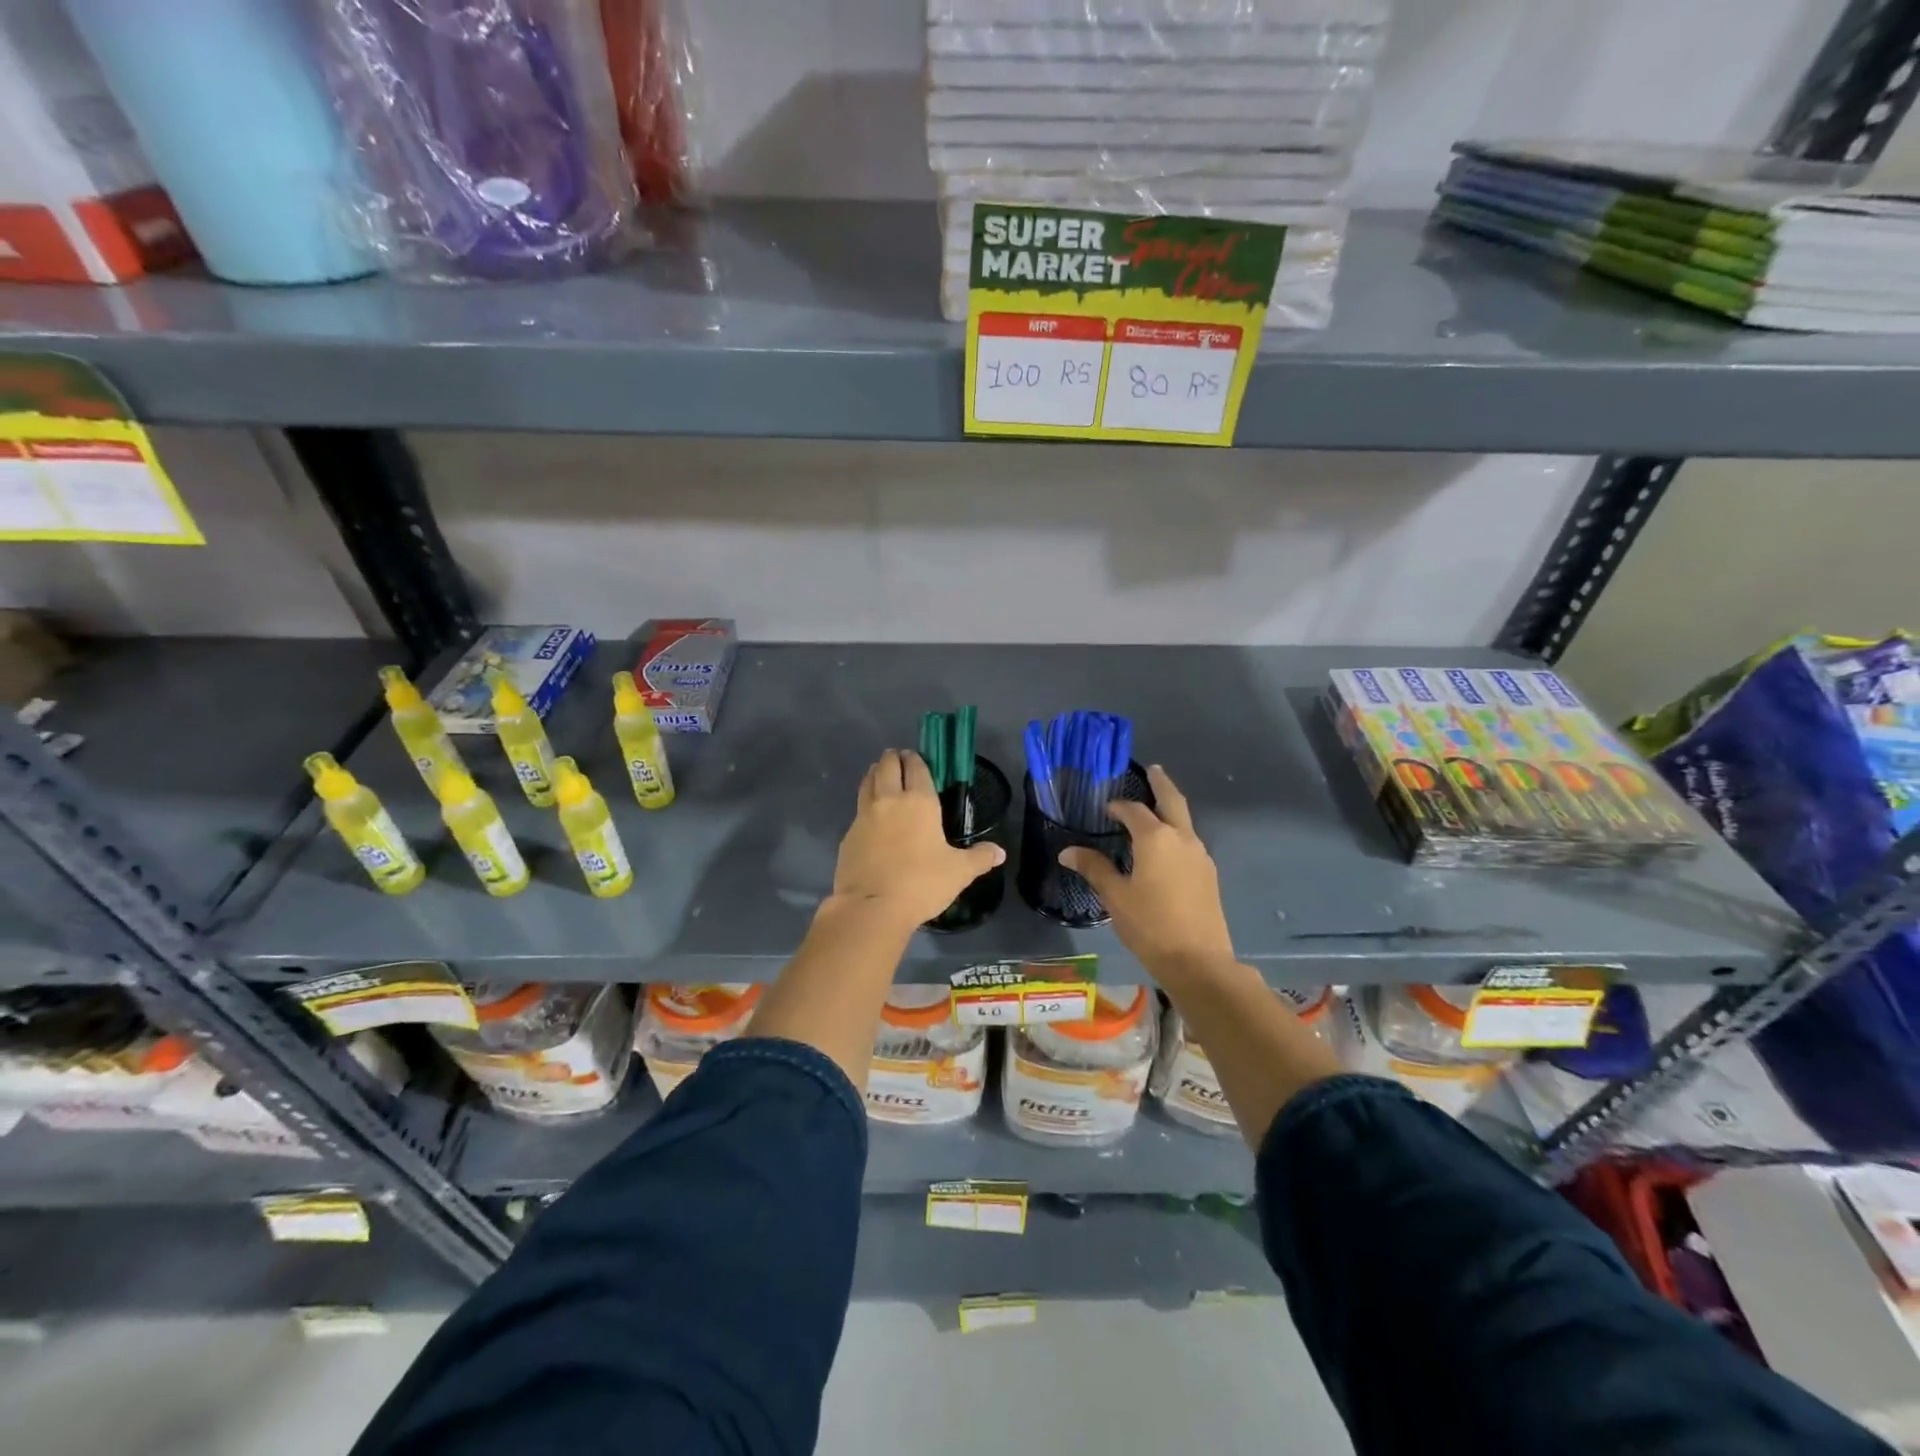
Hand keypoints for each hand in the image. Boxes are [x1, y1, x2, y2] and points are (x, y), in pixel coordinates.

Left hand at [831, 749, 1005, 928]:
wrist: (871, 908)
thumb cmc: (921, 884)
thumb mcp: (959, 872)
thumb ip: (980, 858)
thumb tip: (1000, 852)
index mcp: (919, 801)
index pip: (916, 767)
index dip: (916, 759)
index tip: (917, 757)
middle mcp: (889, 801)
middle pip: (887, 766)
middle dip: (894, 759)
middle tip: (900, 760)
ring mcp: (864, 816)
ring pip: (868, 782)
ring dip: (876, 774)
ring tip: (882, 775)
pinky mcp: (848, 835)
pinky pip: (858, 810)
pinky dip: (865, 804)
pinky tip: (871, 817)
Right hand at [1060, 764, 1234, 975]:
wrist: (1199, 960)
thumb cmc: (1150, 925)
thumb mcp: (1115, 896)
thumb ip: (1094, 868)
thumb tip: (1067, 851)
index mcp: (1155, 838)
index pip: (1133, 811)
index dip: (1118, 806)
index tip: (1105, 809)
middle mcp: (1182, 838)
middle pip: (1172, 800)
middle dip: (1161, 783)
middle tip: (1152, 770)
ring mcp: (1200, 855)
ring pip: (1184, 821)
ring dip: (1170, 810)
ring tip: (1154, 810)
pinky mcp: (1208, 873)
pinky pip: (1189, 841)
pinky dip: (1176, 832)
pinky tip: (1165, 848)